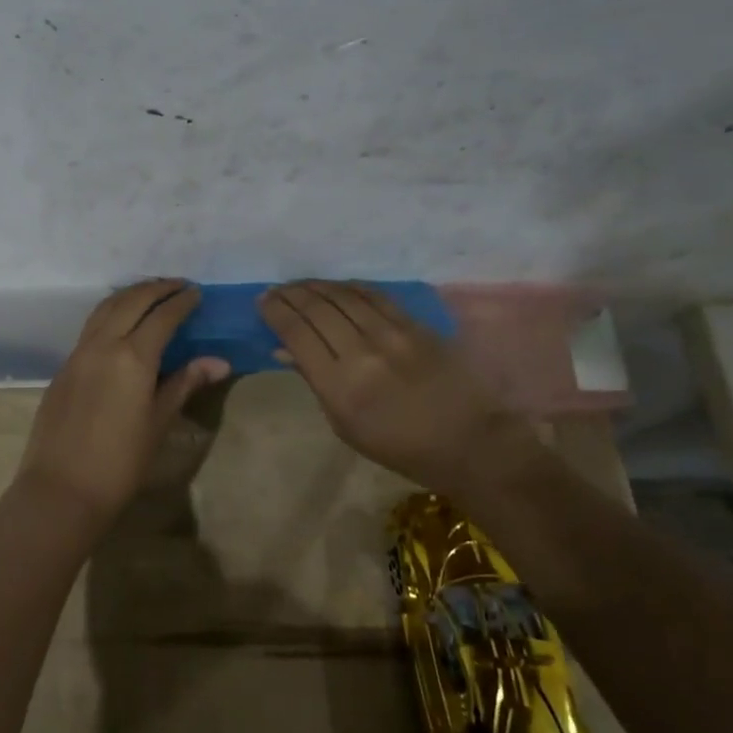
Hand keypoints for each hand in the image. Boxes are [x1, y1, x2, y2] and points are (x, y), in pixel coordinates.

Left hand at [15, 280, 229, 521]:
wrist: (62, 489)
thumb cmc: (120, 462)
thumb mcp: (159, 422)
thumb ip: (184, 383)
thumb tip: (219, 362)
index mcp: (132, 357)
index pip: (162, 316)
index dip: (181, 302)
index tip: (197, 293)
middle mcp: (103, 344)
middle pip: (131, 301)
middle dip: (156, 288)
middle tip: (178, 285)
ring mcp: (78, 353)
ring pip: (105, 308)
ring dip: (130, 294)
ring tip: (150, 293)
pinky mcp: (64, 366)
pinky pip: (91, 326)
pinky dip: (110, 312)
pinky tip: (121, 322)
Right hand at [260, 280, 534, 494]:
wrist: (469, 442)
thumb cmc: (399, 447)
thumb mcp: (345, 426)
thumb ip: (315, 381)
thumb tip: (285, 349)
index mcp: (340, 387)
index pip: (297, 334)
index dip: (276, 312)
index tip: (263, 300)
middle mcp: (362, 353)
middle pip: (317, 309)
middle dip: (290, 294)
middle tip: (276, 289)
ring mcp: (392, 335)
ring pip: (343, 296)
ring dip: (316, 286)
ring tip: (300, 285)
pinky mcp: (416, 325)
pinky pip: (374, 295)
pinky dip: (349, 287)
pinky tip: (337, 287)